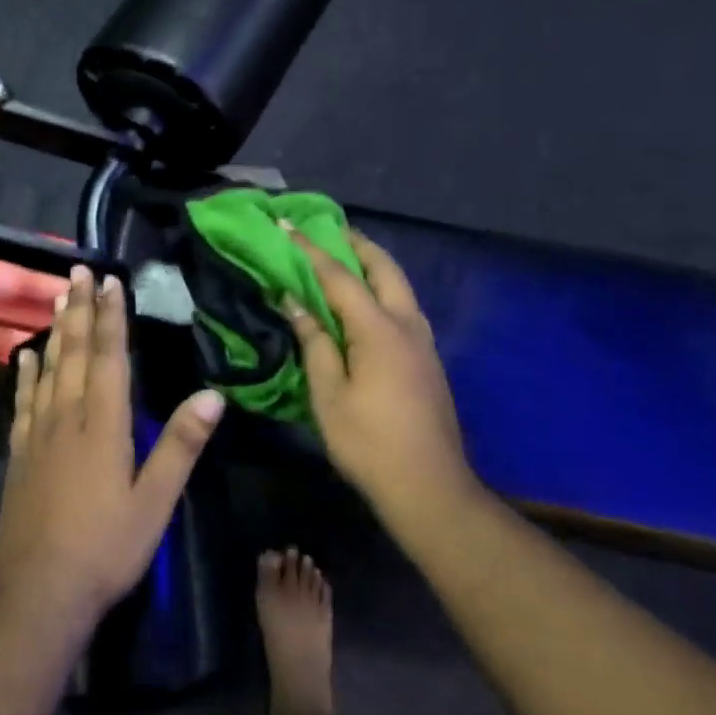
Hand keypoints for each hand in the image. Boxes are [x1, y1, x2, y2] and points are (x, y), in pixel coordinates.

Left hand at [0, 264, 224, 630]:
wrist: (41, 592)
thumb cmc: (107, 547)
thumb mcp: (156, 501)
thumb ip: (181, 445)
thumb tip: (213, 394)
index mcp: (104, 425)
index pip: (109, 358)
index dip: (111, 317)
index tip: (111, 281)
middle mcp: (68, 417)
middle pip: (74, 352)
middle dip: (79, 308)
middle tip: (78, 271)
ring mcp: (38, 434)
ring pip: (48, 368)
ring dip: (55, 330)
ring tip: (57, 296)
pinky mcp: (19, 453)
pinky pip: (23, 401)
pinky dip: (26, 373)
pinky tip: (26, 355)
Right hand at [284, 227, 482, 534]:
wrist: (429, 488)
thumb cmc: (368, 442)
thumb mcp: (328, 394)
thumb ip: (314, 342)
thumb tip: (295, 302)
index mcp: (379, 330)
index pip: (339, 277)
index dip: (310, 250)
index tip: (287, 226)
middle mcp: (406, 324)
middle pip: (383, 268)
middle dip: (355, 243)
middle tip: (327, 230)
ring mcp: (422, 341)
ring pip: (399, 285)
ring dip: (372, 265)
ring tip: (343, 257)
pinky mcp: (427, 359)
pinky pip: (402, 305)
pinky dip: (380, 288)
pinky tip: (363, 301)